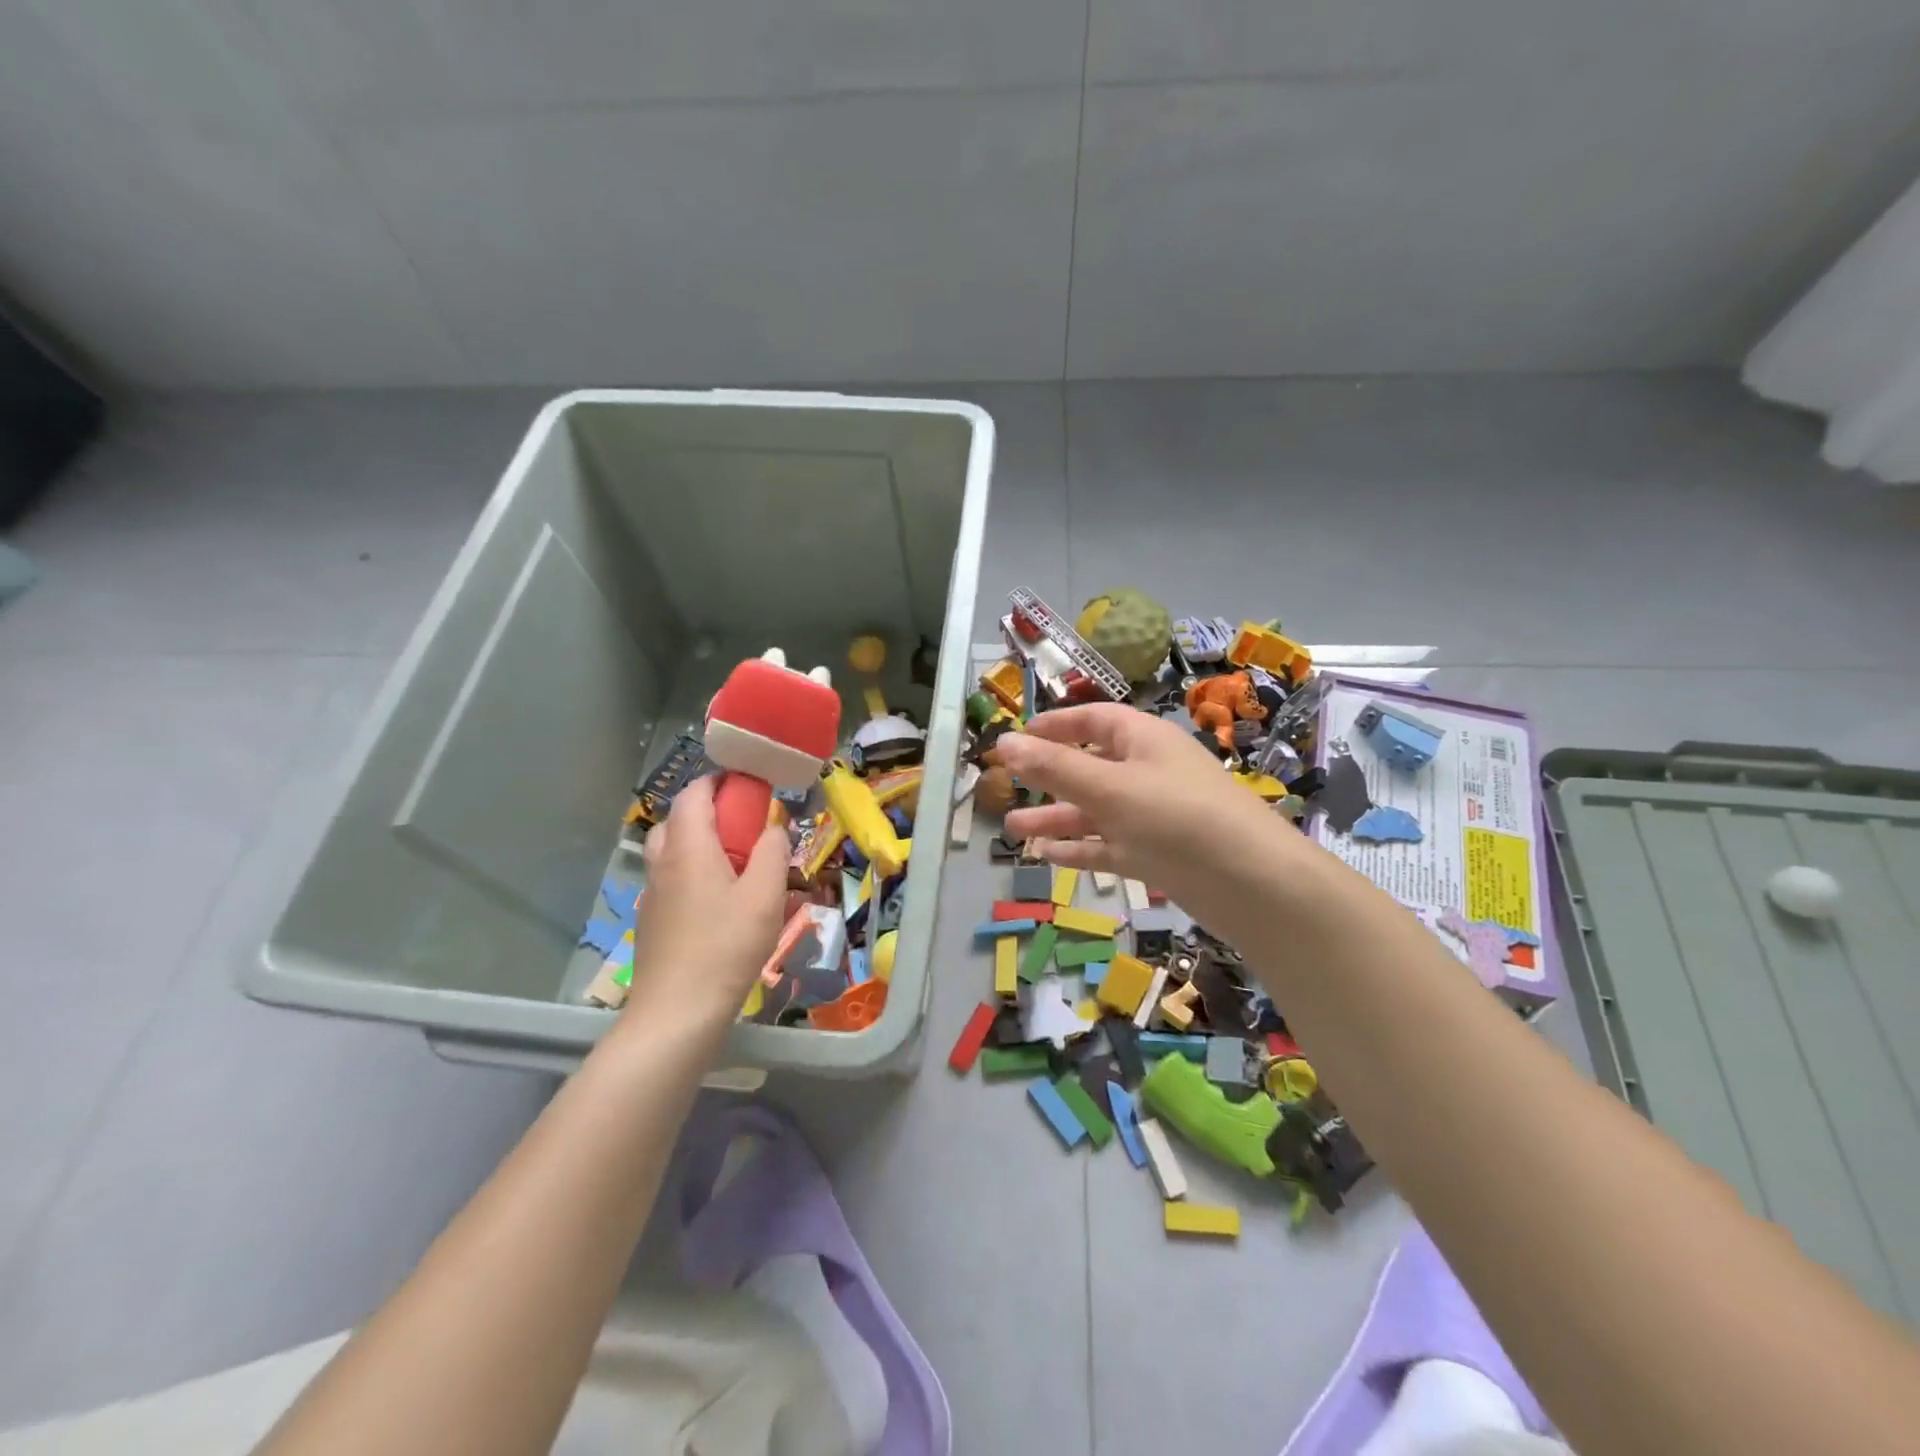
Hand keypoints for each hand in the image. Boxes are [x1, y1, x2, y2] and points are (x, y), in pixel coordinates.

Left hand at [624, 776, 790, 1026]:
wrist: (677, 1012)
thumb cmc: (726, 946)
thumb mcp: (765, 895)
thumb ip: (773, 852)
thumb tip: (773, 827)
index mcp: (688, 846)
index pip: (695, 793)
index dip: (721, 782)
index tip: (751, 787)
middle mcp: (663, 861)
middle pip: (679, 818)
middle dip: (710, 812)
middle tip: (745, 827)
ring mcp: (652, 892)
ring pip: (671, 849)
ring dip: (700, 842)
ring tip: (735, 864)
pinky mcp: (652, 919)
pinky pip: (671, 878)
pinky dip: (692, 871)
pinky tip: (718, 901)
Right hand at [998, 703, 1301, 921]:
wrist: (1251, 883)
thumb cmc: (1176, 817)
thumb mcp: (1109, 787)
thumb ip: (1054, 766)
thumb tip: (1004, 741)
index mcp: (1142, 740)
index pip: (1093, 719)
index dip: (1055, 725)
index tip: (1018, 737)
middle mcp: (1146, 772)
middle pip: (1088, 766)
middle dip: (1047, 778)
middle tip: (1005, 788)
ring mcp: (1150, 815)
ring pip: (1094, 811)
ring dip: (1055, 818)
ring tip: (1011, 832)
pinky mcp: (1154, 854)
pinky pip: (1107, 845)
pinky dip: (1078, 849)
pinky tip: (1046, 857)